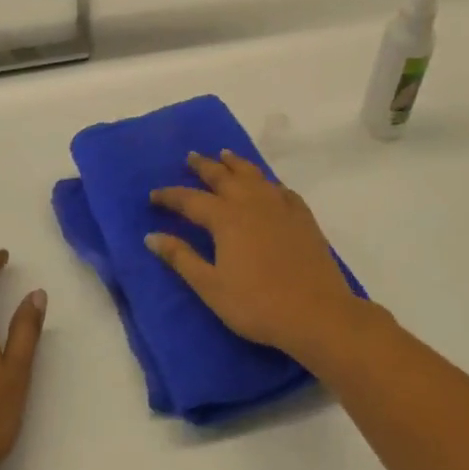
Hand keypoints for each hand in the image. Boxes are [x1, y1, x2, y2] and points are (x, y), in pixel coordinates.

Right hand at [147, 151, 370, 359]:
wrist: (317, 314)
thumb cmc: (257, 304)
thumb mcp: (210, 286)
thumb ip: (181, 258)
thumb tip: (151, 236)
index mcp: (226, 218)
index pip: (190, 199)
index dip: (170, 196)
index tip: (153, 195)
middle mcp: (251, 203)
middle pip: (223, 176)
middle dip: (204, 166)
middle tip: (191, 157)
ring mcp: (281, 207)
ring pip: (254, 175)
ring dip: (236, 164)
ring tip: (225, 155)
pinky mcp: (303, 217)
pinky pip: (281, 189)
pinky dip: (268, 182)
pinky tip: (268, 185)